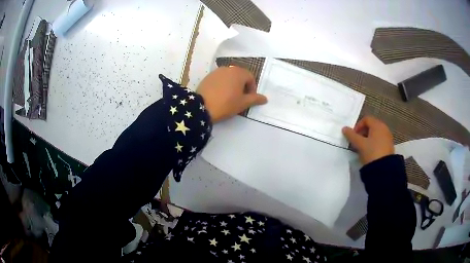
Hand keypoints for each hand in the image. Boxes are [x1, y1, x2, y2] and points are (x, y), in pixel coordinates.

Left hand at [196, 66, 266, 122]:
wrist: (202, 107)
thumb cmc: (226, 104)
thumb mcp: (243, 103)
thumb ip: (255, 99)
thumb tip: (265, 98)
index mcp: (239, 72)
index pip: (251, 78)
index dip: (252, 89)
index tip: (249, 99)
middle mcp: (228, 68)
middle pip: (240, 76)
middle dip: (243, 86)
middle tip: (240, 98)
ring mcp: (216, 71)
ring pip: (229, 77)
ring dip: (232, 84)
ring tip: (230, 97)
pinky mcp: (208, 77)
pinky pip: (219, 79)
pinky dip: (223, 85)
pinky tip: (219, 95)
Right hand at [342, 116, 393, 164]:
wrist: (384, 168)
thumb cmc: (371, 152)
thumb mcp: (360, 144)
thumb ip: (351, 135)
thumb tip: (344, 128)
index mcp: (377, 125)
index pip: (366, 119)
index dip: (358, 125)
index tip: (353, 135)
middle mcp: (384, 128)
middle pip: (371, 126)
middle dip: (362, 132)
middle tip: (357, 141)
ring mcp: (388, 137)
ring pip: (375, 134)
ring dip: (367, 138)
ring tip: (362, 148)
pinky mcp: (389, 146)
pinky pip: (379, 140)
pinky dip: (373, 143)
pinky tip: (369, 152)